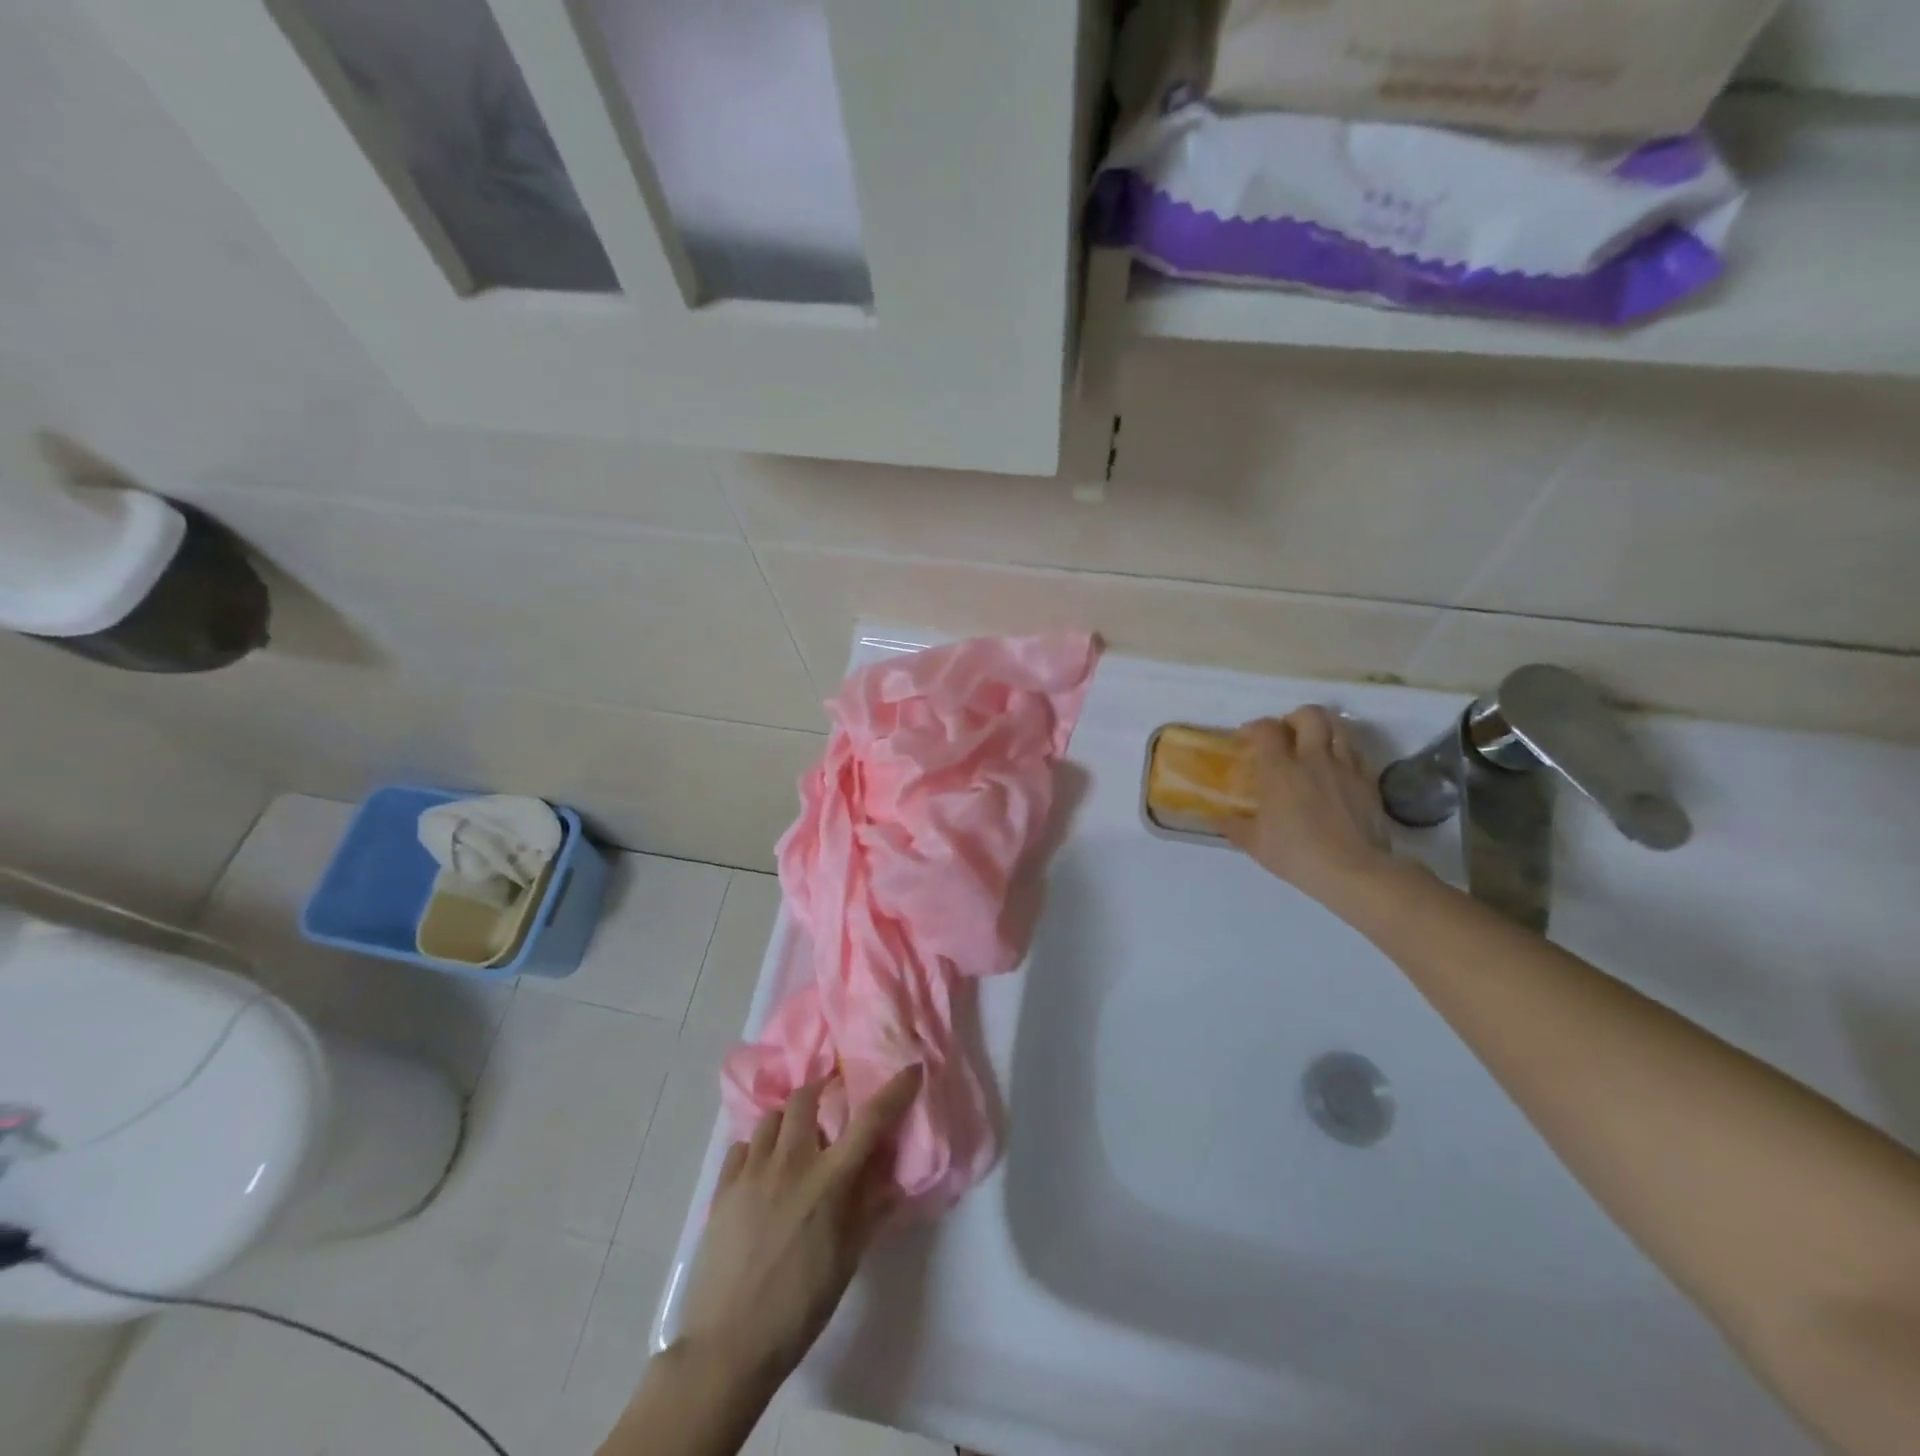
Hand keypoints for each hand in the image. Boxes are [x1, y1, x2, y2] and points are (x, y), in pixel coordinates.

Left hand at [676, 1065, 922, 1388]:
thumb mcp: (847, 1259)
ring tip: (793, 1140)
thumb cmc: (799, 1306)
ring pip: (770, 1117)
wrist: (729, 1345)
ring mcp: (753, 1171)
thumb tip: (893, 1176)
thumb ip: (870, 1209)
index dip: (895, 1090)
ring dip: (787, 1120)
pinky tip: (760, 1171)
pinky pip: (741, 1147)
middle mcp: (792, 1162)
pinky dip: (756, 1149)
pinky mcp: (723, 1188)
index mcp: (830, 1180)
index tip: (911, 1069)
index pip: (870, 1120)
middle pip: (806, 1097)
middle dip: (820, 1090)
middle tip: (829, 1102)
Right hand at [1220, 708, 1395, 907]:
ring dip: (1323, 729)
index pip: (1267, 728)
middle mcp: (1313, 758)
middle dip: (1295, 717)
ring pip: (1339, 727)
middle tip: (1286, 733)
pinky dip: (1343, 752)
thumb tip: (1213, 817)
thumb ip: (1232, 825)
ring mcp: (1345, 767)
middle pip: (1310, 714)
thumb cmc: (1296, 854)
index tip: (1247, 737)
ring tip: (1314, 745)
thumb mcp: (1254, 844)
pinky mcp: (1368, 781)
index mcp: (1280, 769)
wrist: (1352, 871)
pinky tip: (1336, 770)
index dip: (1255, 727)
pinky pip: (1356, 753)